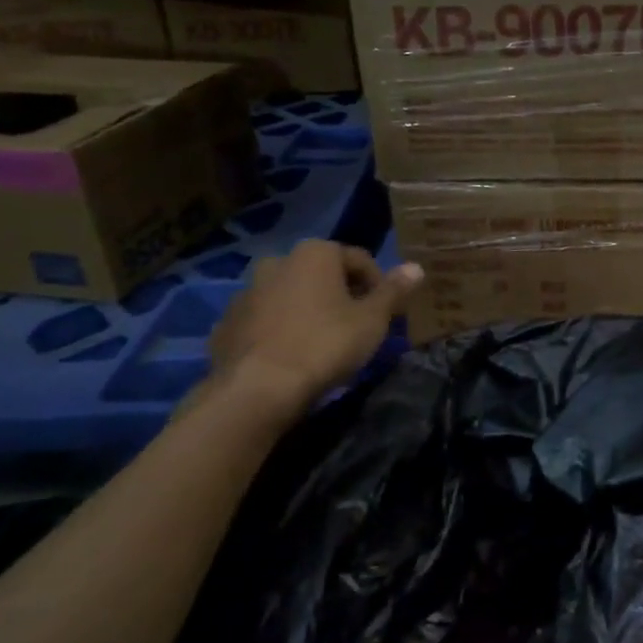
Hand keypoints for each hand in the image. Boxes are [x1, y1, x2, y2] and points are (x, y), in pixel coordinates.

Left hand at [207, 241, 423, 419]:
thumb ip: (394, 291)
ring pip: (290, 296)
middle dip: (340, 295)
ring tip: (322, 344)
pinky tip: (290, 357)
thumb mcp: (373, 320)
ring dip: (307, 311)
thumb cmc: (326, 345)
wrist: (258, 389)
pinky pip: (264, 321)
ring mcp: (246, 292)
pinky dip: (279, 330)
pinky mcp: (226, 323)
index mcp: (315, 253)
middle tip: (356, 327)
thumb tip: (417, 267)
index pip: (359, 260)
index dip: (378, 286)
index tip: (385, 314)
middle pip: (321, 275)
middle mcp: (277, 262)